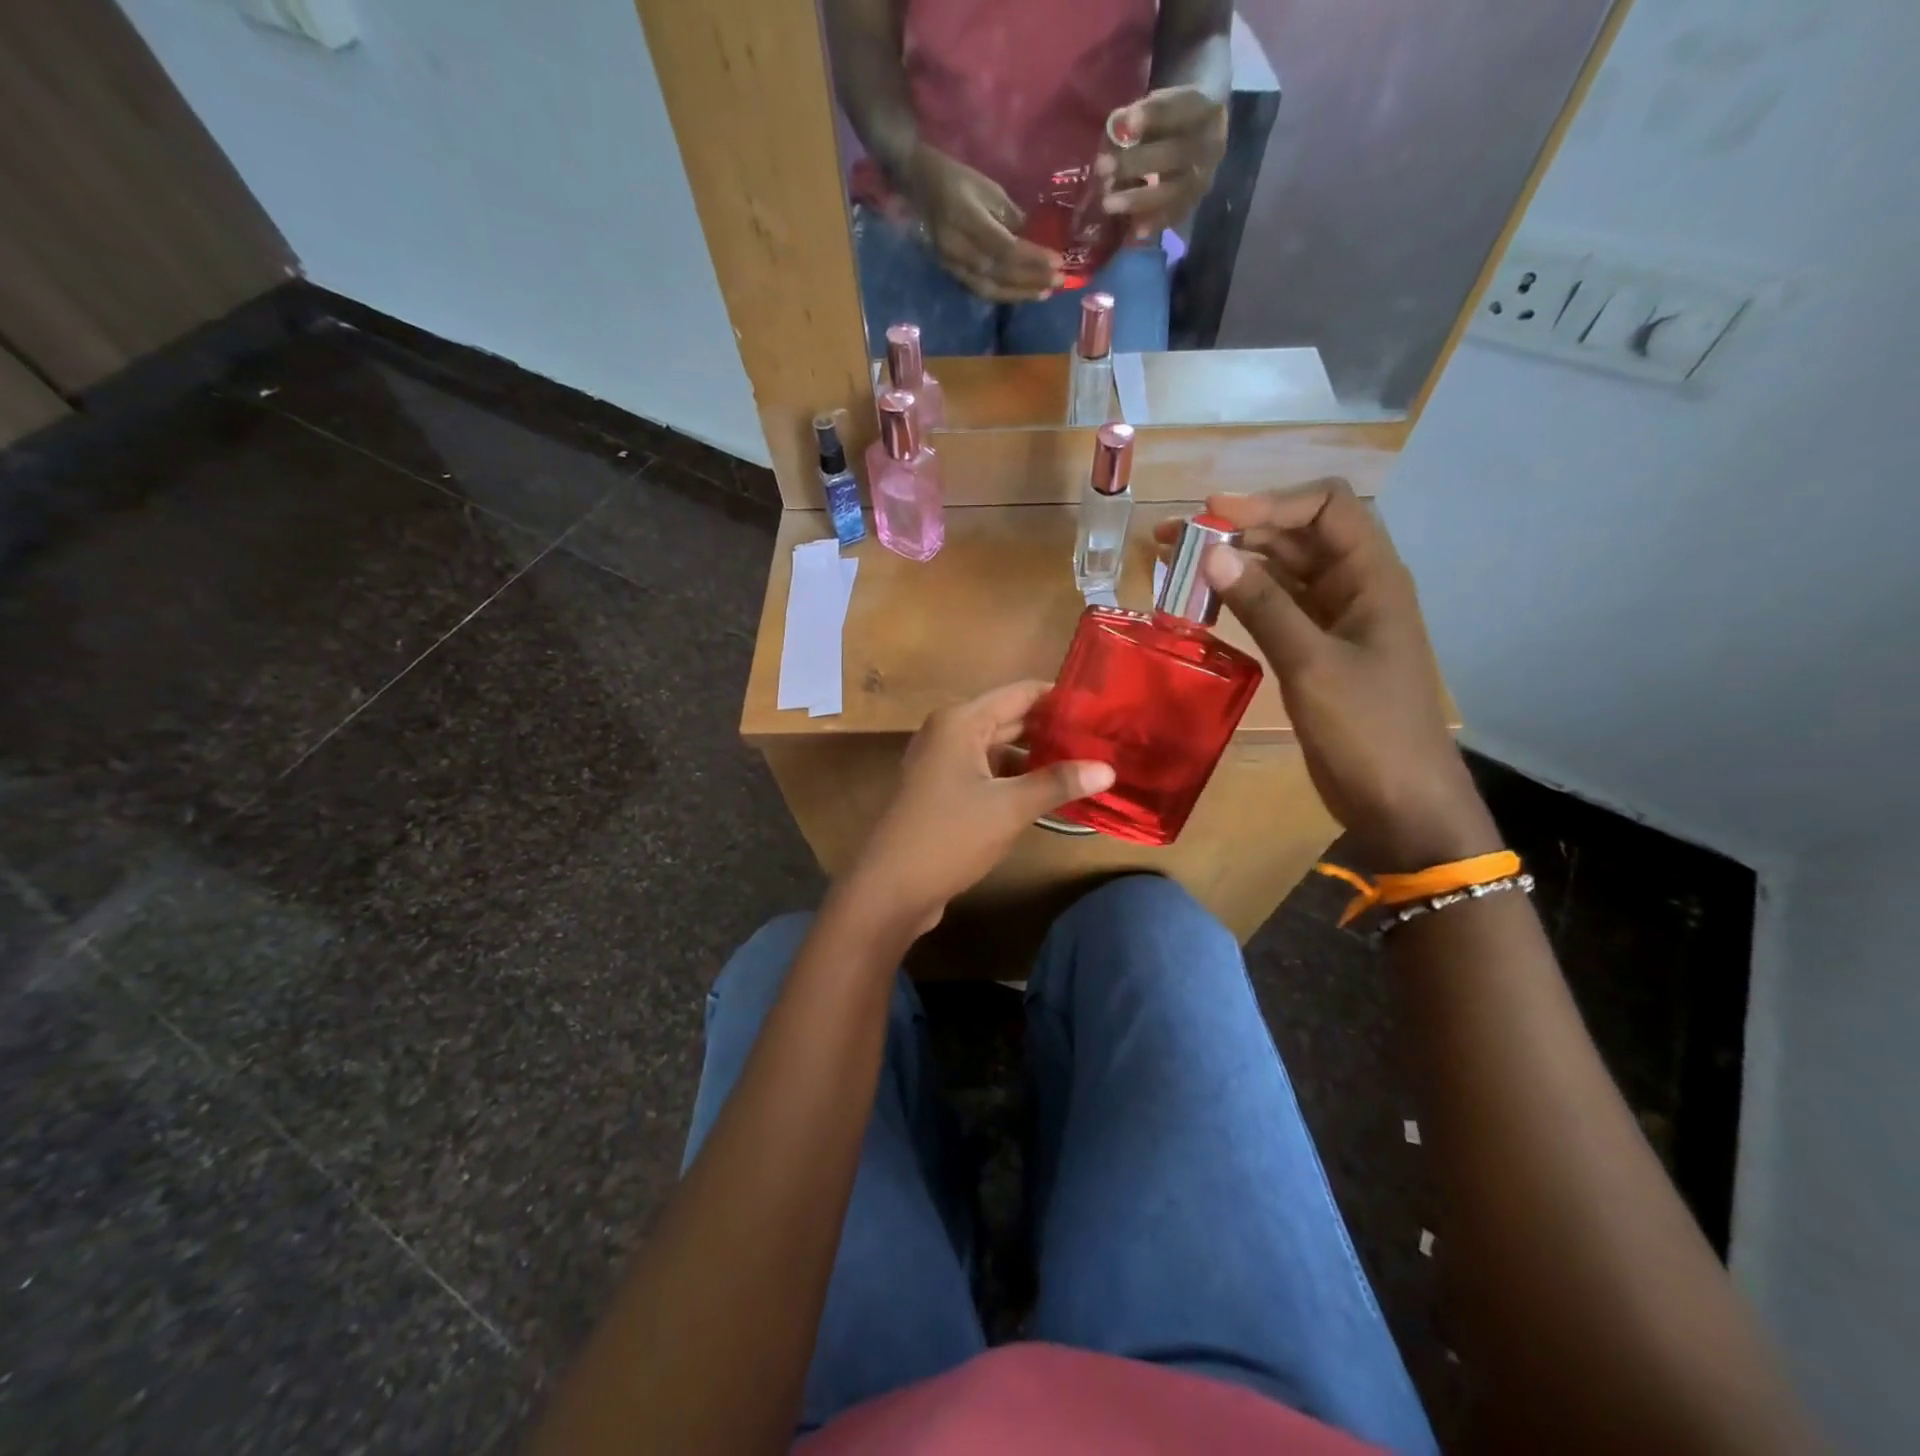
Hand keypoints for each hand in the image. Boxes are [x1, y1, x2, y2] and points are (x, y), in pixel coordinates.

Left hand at [841, 682, 1113, 935]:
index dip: (1062, 698)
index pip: (1021, 693)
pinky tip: (1049, 790)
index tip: (1103, 707)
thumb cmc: (950, 836)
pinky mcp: (943, 790)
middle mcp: (949, 732)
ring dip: (1036, 755)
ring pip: (999, 748)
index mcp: (961, 721)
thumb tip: (1109, 768)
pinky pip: (988, 771)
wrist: (891, 887)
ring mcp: (943, 762)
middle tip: (1103, 737)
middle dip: (1053, 728)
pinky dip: (1016, 777)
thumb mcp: (1010, 808)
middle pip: (1010, 718)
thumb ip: (1058, 783)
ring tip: (1085, 762)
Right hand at [903, 145, 1062, 302]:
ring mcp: (953, 264)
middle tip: (1058, 281)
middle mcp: (958, 248)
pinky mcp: (952, 273)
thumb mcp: (989, 189)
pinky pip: (981, 290)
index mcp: (966, 220)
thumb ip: (1010, 217)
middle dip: (1031, 279)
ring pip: (990, 288)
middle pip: (999, 273)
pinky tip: (1022, 293)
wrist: (920, 186)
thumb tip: (1033, 240)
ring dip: (1020, 293)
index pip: (1005, 248)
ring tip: (1044, 292)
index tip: (1057, 261)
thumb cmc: (958, 180)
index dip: (1032, 258)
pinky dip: (1004, 294)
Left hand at [1097, 86, 1228, 234]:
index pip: (1177, 109)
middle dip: (1135, 162)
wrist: (1201, 136)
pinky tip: (1132, 231)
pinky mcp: (1194, 204)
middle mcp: (1209, 145)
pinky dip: (1152, 223)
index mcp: (1202, 109)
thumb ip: (1137, 117)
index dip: (1150, 116)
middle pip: (1174, 154)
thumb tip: (1115, 129)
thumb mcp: (1158, 106)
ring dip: (1138, 199)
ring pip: (1173, 191)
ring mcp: (1204, 178)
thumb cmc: (1170, 119)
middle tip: (1101, 168)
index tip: (1120, 122)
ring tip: (1107, 204)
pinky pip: (1173, 216)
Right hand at [1155, 482, 1499, 870]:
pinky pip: (1278, 607)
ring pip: (1284, 571)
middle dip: (1241, 528)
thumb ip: (1263, 606)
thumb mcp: (1311, 663)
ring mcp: (1336, 620)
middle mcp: (1355, 587)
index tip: (1210, 517)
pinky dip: (1243, 598)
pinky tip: (1207, 602)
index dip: (1270, 501)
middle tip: (1177, 540)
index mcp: (1372, 577)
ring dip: (1237, 561)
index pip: (1326, 508)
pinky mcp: (1316, 651)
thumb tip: (1211, 553)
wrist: (1400, 802)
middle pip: (1299, 535)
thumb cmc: (1367, 730)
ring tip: (1180, 564)